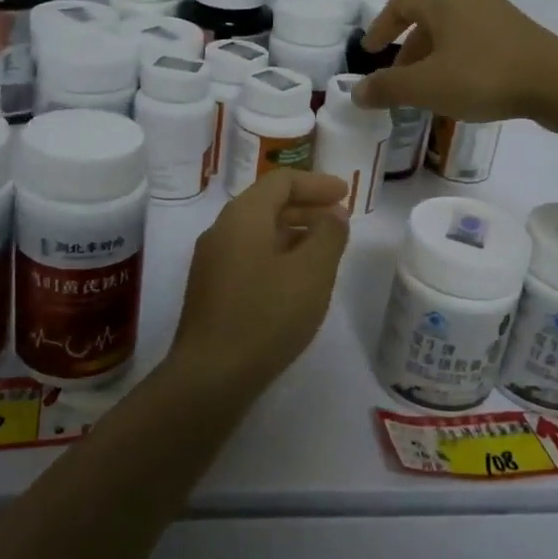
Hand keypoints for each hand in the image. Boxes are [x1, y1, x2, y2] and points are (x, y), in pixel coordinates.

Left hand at [169, 169, 350, 389]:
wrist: (211, 376)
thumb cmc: (267, 315)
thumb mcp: (312, 272)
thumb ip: (329, 234)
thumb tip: (334, 213)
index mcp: (243, 216)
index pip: (281, 181)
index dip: (317, 183)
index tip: (346, 194)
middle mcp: (221, 231)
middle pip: (267, 204)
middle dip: (306, 207)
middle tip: (340, 219)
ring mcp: (212, 262)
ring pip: (258, 233)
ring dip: (294, 233)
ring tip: (325, 249)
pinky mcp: (212, 291)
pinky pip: (249, 256)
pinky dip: (278, 255)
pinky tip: (296, 280)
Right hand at [351, 0, 557, 121]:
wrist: (557, 83)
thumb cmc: (483, 76)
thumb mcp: (426, 86)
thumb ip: (387, 88)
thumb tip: (357, 93)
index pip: (401, 2)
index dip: (381, 27)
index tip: (372, 52)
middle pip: (428, 17)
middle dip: (408, 48)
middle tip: (399, 78)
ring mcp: (500, 14)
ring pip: (454, 30)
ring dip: (434, 56)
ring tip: (430, 88)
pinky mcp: (521, 34)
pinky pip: (477, 41)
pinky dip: (459, 59)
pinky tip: (464, 88)